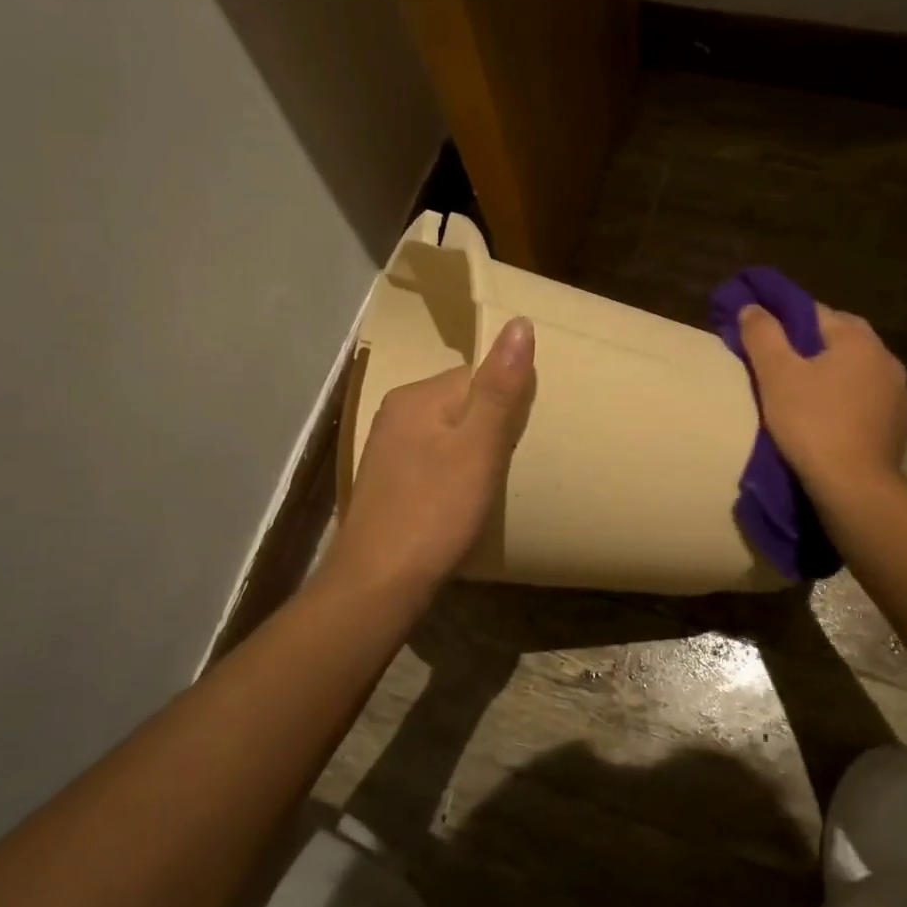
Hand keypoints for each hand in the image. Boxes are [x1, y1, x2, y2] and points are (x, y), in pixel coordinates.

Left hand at [324, 317, 535, 598]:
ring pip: (450, 434)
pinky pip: (436, 460)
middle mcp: (396, 414)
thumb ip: (499, 388)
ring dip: (476, 451)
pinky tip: (465, 498)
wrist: (378, 584)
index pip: (477, 375)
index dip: (508, 400)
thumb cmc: (434, 512)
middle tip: (517, 460)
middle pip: (463, 403)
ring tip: (497, 481)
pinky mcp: (390, 483)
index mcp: (415, 396)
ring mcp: (389, 450)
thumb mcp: (477, 448)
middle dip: (493, 425)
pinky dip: (456, 472)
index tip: (528, 432)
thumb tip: (519, 323)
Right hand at [737, 302, 906, 495]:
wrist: (855, 487)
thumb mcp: (776, 375)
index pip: (815, 311)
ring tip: (801, 392)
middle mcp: (885, 357)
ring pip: (855, 370)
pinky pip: (865, 399)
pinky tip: (826, 418)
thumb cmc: (812, 424)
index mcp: (857, 338)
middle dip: (810, 345)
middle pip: (839, 338)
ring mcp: (897, 393)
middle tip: (779, 364)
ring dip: (831, 373)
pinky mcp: (897, 424)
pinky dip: (845, 401)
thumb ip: (762, 335)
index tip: (761, 333)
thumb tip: (752, 307)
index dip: (784, 318)